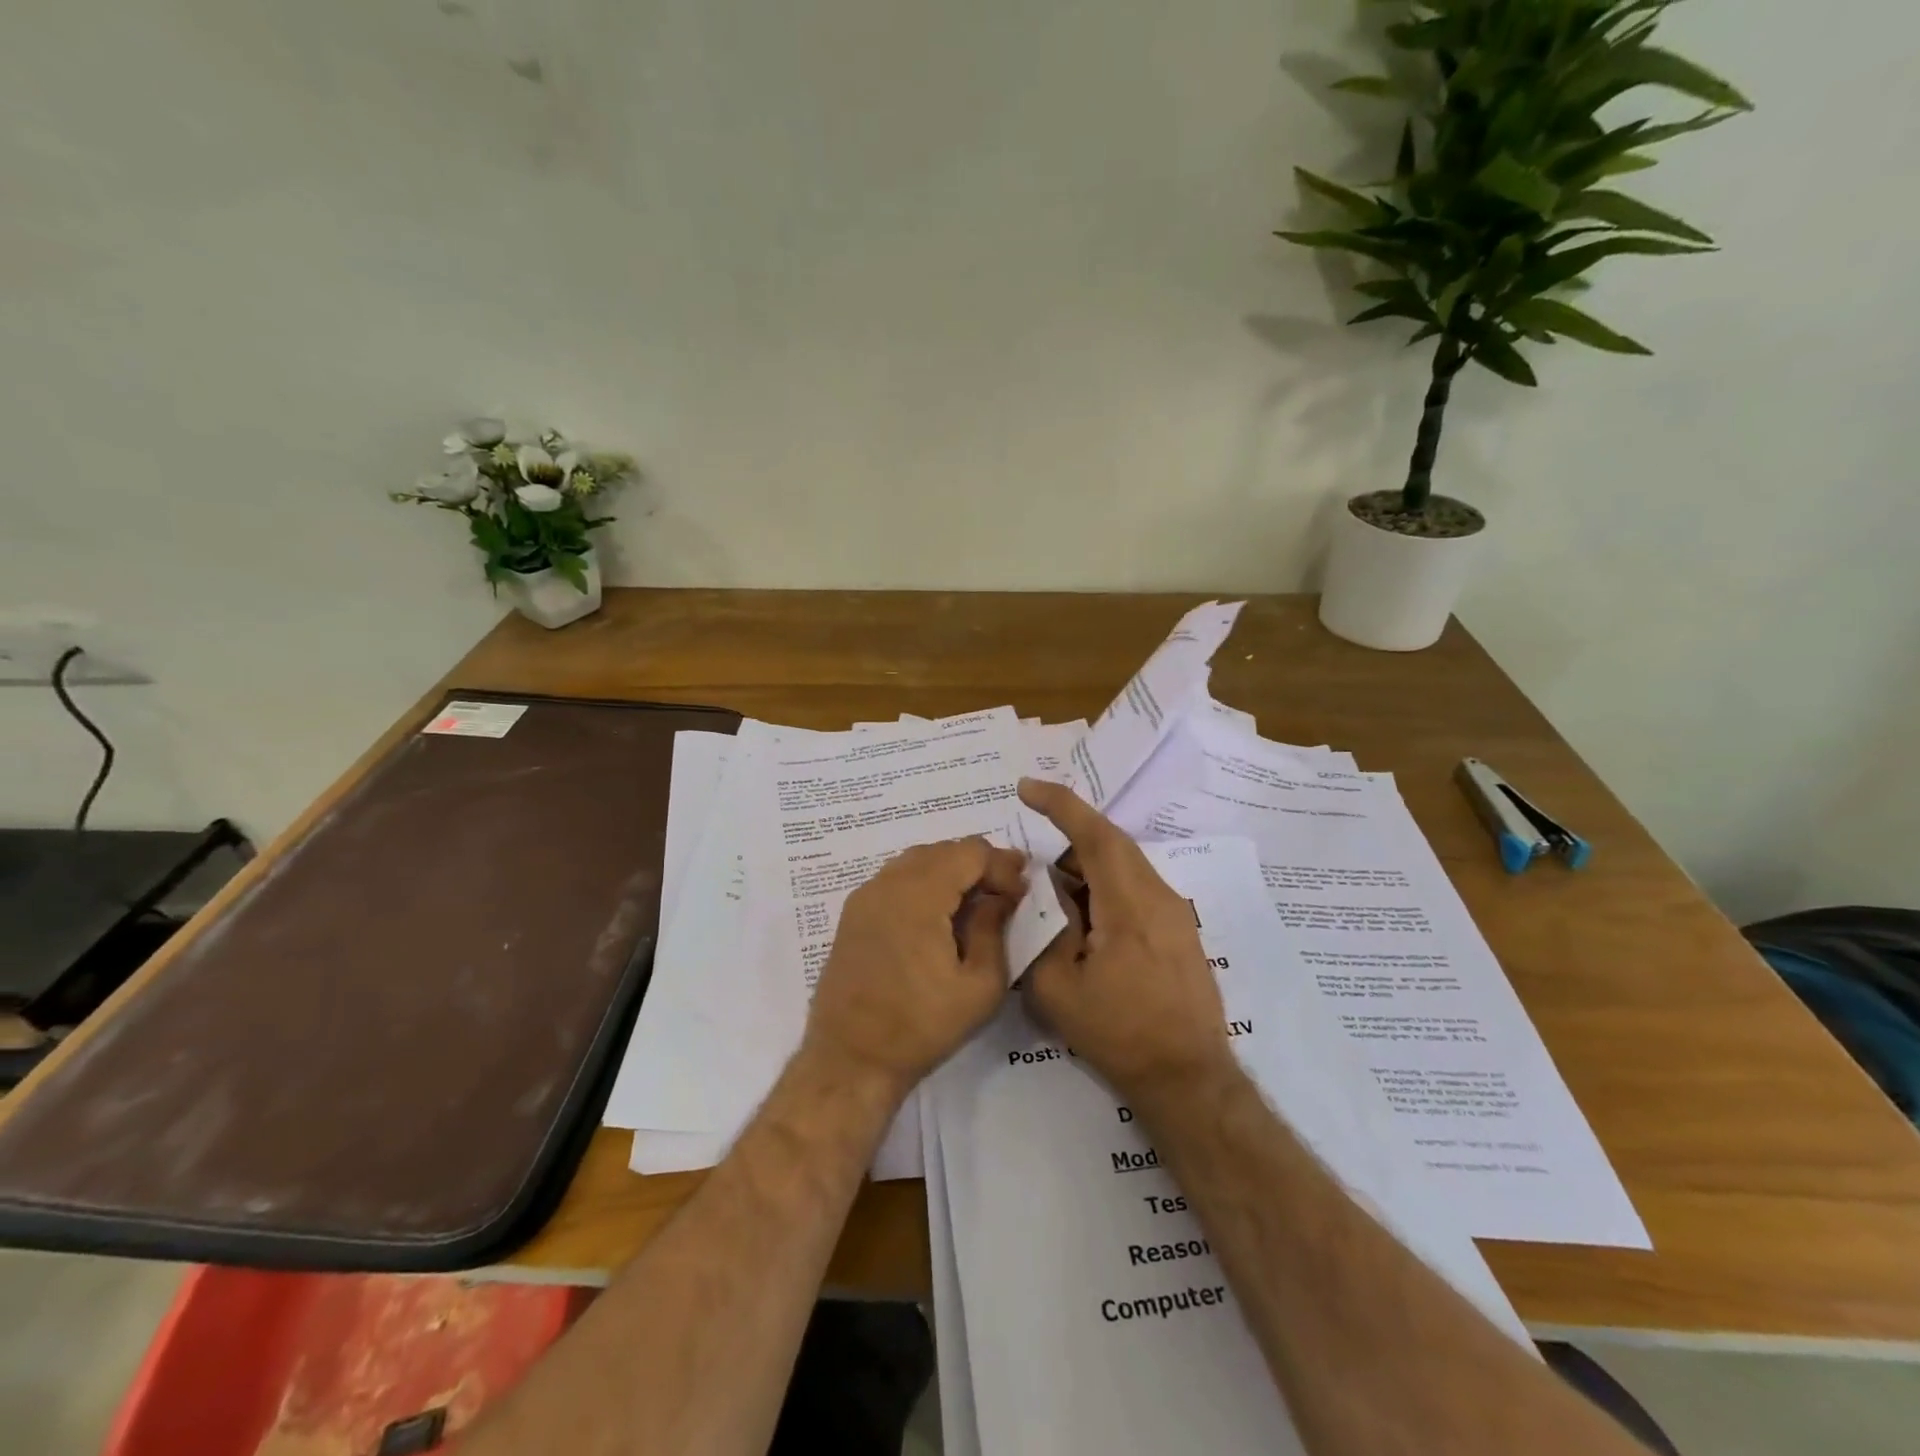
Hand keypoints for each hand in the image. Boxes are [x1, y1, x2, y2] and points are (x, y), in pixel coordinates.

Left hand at [803, 838, 1026, 1097]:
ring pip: (918, 860)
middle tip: (1006, 890)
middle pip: (943, 850)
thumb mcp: (980, 986)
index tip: (1022, 892)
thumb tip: (999, 897)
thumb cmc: (921, 1026)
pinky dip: (924, 881)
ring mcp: (865, 896)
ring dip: (951, 870)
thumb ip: (994, 929)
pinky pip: (896, 878)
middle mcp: (888, 883)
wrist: (851, 1058)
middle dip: (979, 864)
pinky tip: (940, 913)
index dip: (1002, 865)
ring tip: (977, 899)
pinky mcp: (853, 913)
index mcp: (919, 895)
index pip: (970, 852)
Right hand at [1018, 778, 1233, 1105]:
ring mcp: (1177, 914)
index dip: (1060, 804)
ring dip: (1087, 875)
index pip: (1094, 834)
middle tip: (1035, 876)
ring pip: (1124, 869)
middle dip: (1068, 846)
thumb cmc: (1119, 1033)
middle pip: (1111, 847)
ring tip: (1060, 913)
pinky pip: (1137, 892)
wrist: (1188, 1079)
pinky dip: (1106, 894)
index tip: (1027, 787)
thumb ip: (1044, 930)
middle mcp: (1160, 896)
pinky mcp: (1181, 933)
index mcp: (1130, 903)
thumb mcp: (1058, 987)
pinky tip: (1089, 932)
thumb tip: (1046, 895)